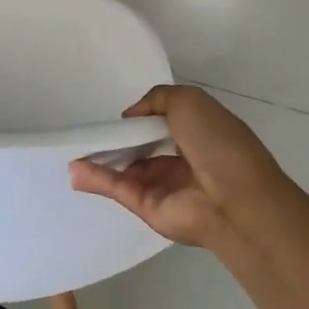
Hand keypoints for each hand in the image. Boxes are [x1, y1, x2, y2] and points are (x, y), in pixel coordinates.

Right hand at [69, 85, 287, 247]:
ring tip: (74, 148)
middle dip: (119, 139)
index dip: (141, 117)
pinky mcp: (149, 208)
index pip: (164, 123)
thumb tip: (130, 117)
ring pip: (127, 169)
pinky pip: (119, 189)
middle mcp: (182, 160)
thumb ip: (155, 99)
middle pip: (143, 148)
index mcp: (198, 134)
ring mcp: (165, 186)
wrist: (235, 200)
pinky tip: (75, 168)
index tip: (119, 115)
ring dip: (101, 158)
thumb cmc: (218, 142)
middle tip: (91, 130)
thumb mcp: (188, 100)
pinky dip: (96, 178)